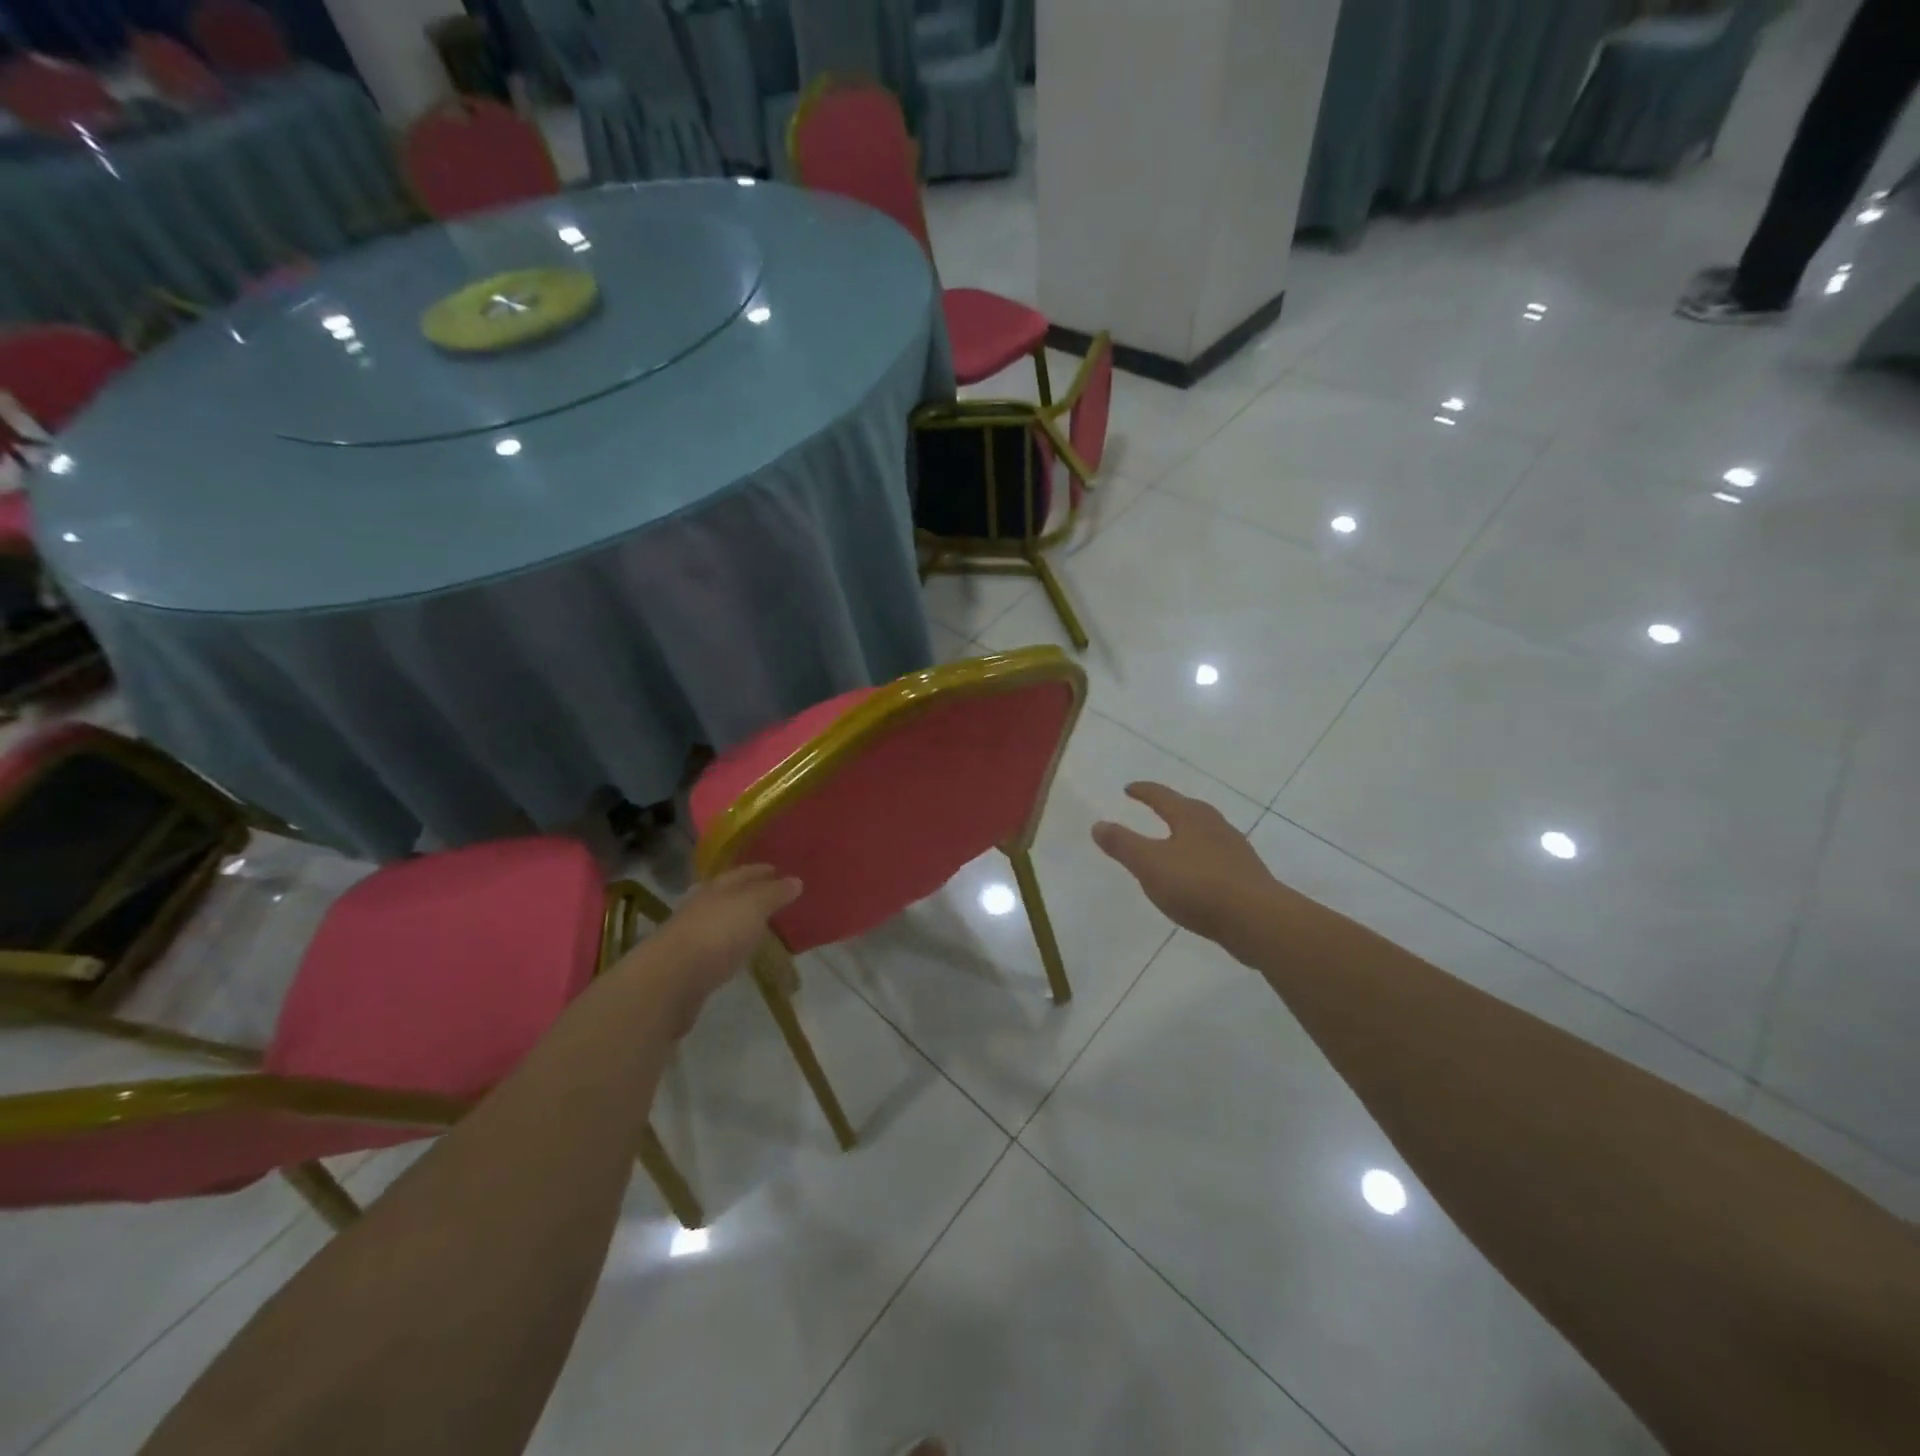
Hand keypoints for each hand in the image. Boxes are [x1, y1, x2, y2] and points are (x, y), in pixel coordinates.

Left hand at [618, 866, 800, 1032]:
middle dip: (747, 894)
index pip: (741, 873)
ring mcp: (691, 937)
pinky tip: (738, 953)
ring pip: (719, 922)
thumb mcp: (752, 907)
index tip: (779, 870)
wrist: (670, 980)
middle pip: (726, 895)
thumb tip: (796, 880)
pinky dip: (729, 947)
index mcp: (715, 888)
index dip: (760, 871)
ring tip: (759, 925)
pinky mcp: (688, 966)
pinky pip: (715, 949)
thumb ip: (773, 894)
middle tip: (771, 896)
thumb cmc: (716, 934)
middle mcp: (700, 907)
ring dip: (737, 921)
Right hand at [1092, 783, 1278, 957]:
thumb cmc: (1198, 885)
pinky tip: (1197, 874)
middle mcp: (1215, 826)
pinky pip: (1217, 857)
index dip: (1143, 791)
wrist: (1257, 919)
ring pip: (1206, 833)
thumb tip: (1098, 824)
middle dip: (1171, 807)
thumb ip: (1123, 844)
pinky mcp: (1246, 875)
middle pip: (1189, 809)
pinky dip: (1201, 857)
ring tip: (1174, 841)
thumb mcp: (1149, 864)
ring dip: (1188, 833)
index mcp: (1190, 817)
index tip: (1129, 789)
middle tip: (1155, 807)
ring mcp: (1235, 850)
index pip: (1162, 797)